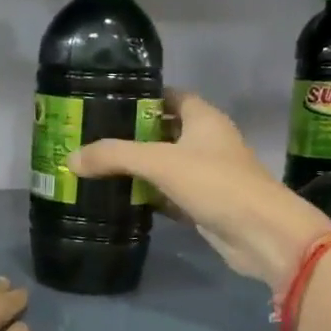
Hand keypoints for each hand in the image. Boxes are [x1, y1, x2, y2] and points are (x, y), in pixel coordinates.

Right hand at [69, 92, 330, 292]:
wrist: (261, 234)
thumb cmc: (216, 183)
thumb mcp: (159, 163)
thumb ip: (114, 157)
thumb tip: (69, 158)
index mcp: (203, 118)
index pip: (170, 96)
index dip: (142, 97)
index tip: (107, 102)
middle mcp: (206, 141)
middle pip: (163, 131)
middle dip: (131, 135)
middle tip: (92, 138)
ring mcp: (207, 174)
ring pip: (165, 165)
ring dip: (137, 167)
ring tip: (97, 167)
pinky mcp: (203, 204)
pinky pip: (168, 194)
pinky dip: (148, 196)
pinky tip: (120, 199)